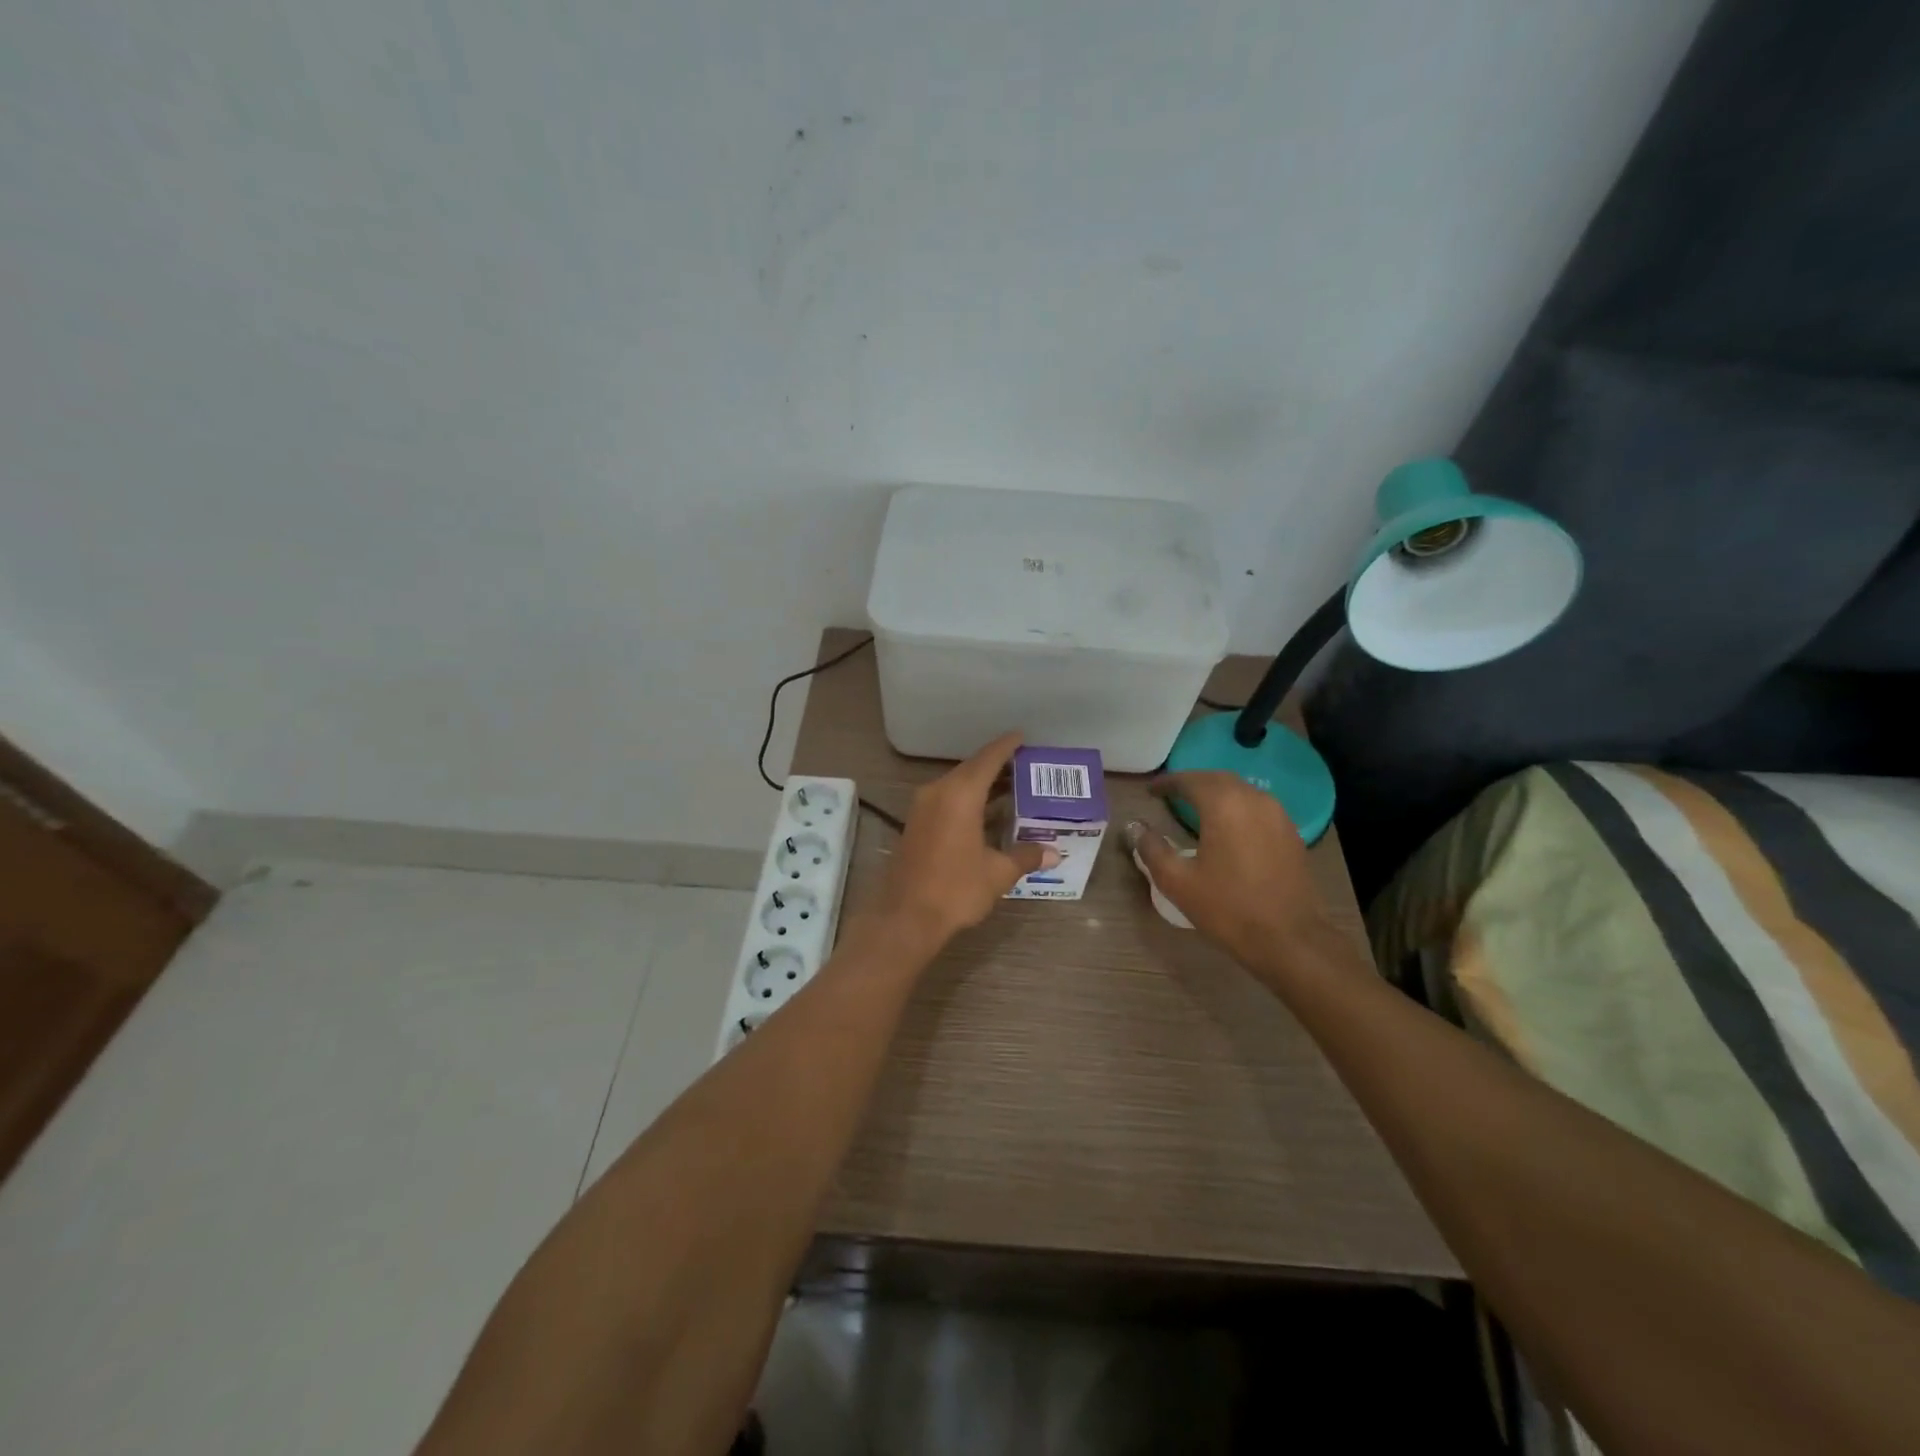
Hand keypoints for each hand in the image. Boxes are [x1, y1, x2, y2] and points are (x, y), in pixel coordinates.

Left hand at [875, 732, 1059, 946]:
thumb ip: (1025, 856)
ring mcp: (923, 808)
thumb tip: (1053, 853)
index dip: (1006, 746)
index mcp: (961, 794)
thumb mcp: (998, 873)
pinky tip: (986, 813)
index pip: (988, 759)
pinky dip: (968, 800)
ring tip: (1012, 788)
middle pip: (971, 769)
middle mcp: (938, 792)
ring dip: (982, 784)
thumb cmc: (955, 889)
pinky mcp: (916, 824)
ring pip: (957, 785)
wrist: (905, 917)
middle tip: (1025, 766)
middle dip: (997, 766)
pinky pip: (946, 800)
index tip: (1022, 736)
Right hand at [1128, 771, 1335, 967]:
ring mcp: (1277, 815)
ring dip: (1217, 793)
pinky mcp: (1291, 833)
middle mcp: (1253, 800)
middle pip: (1218, 779)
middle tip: (1171, 794)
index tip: (1150, 790)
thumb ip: (1152, 849)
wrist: (1290, 939)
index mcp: (1223, 805)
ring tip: (1196, 808)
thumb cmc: (1228, 908)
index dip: (1168, 782)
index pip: (1190, 780)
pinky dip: (1237, 808)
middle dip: (1193, 783)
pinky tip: (1228, 827)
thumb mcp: (1177, 881)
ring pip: (1241, 791)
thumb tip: (1135, 827)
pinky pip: (1258, 807)